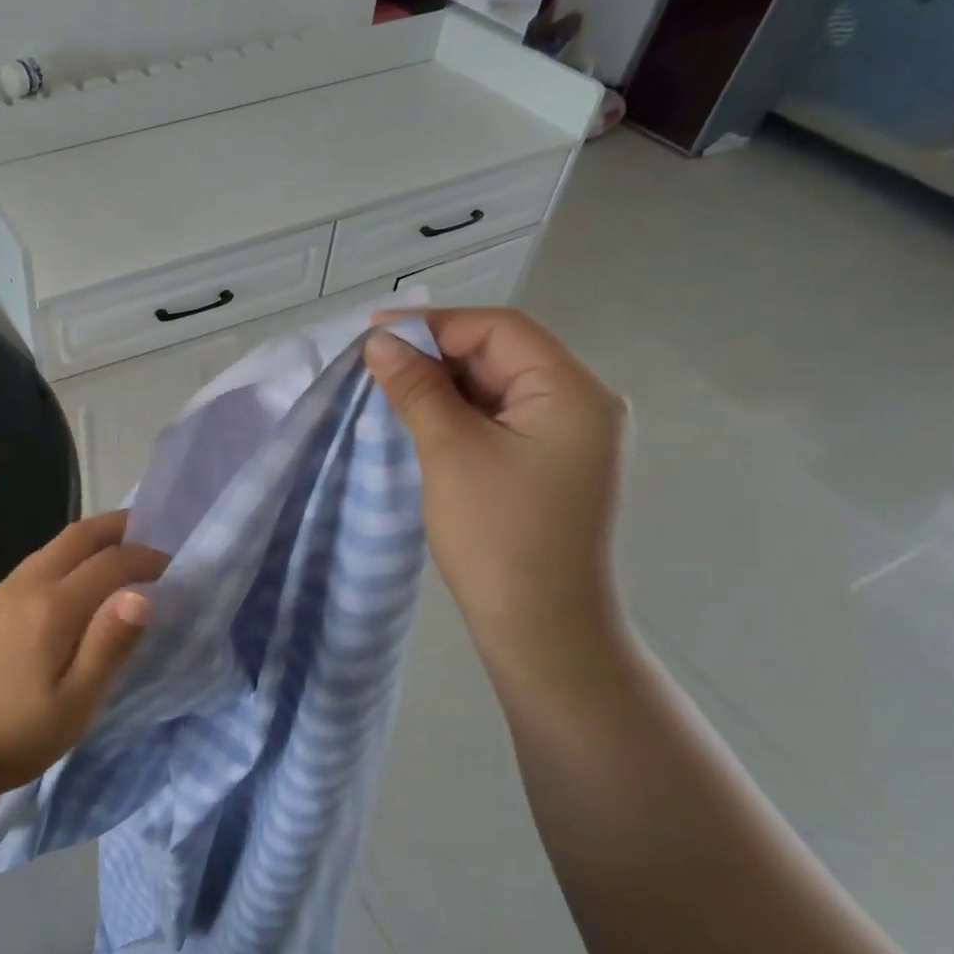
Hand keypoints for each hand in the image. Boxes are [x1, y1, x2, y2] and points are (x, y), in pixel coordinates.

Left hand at [0, 511, 168, 806]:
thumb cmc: (12, 737)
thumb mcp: (73, 705)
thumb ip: (108, 647)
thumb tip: (141, 595)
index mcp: (52, 608)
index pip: (109, 564)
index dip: (144, 558)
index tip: (171, 565)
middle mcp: (26, 587)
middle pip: (76, 537)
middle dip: (116, 527)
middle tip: (147, 531)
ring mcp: (0, 595)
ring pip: (51, 548)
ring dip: (88, 540)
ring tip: (115, 552)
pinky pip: (33, 565)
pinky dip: (63, 557)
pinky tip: (69, 582)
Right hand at [364, 308, 627, 653]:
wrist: (541, 628)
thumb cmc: (498, 536)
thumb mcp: (450, 452)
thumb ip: (417, 389)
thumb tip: (380, 343)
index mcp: (572, 391)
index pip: (499, 330)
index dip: (433, 325)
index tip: (372, 335)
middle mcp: (582, 404)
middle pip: (502, 354)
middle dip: (436, 355)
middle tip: (375, 366)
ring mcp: (570, 437)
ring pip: (498, 387)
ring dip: (444, 385)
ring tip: (390, 392)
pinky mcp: (551, 464)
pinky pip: (501, 419)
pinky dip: (460, 413)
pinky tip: (423, 422)